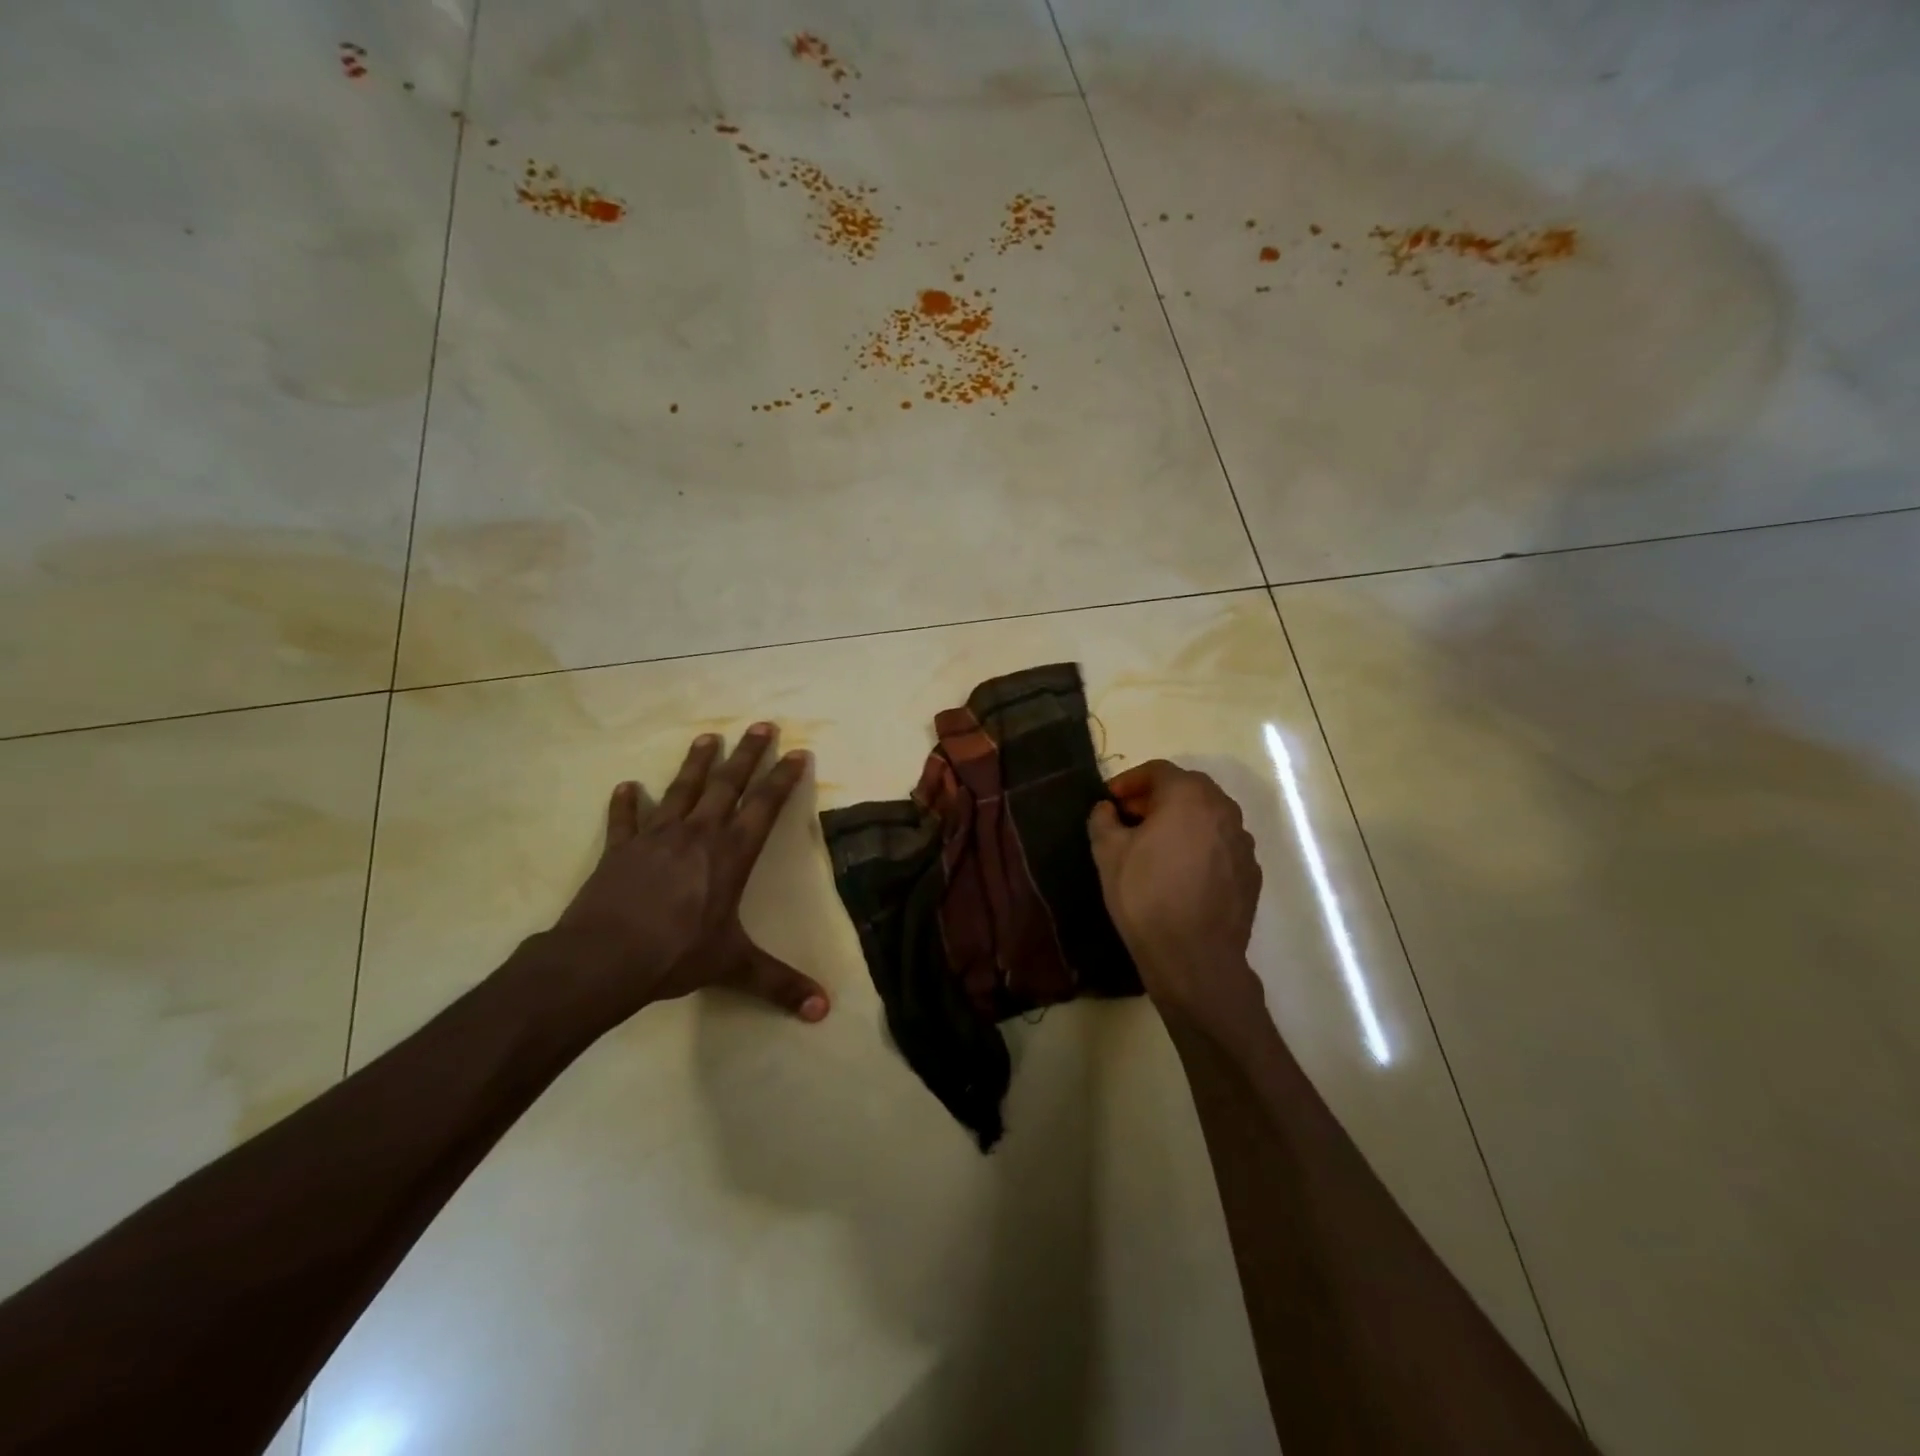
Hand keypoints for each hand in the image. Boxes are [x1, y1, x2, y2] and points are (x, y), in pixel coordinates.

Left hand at [549, 725, 829, 1031]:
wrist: (604, 958)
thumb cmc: (676, 955)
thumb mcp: (734, 967)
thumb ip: (779, 984)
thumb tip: (823, 1011)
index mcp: (731, 854)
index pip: (764, 806)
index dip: (783, 778)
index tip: (797, 752)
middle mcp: (698, 834)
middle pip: (727, 784)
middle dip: (747, 753)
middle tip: (760, 724)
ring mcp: (656, 836)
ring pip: (682, 789)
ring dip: (696, 763)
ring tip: (708, 736)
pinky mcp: (620, 848)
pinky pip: (624, 820)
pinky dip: (625, 804)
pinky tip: (626, 787)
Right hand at [1088, 760, 1262, 1011]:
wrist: (1194, 957)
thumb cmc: (1146, 895)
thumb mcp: (1108, 853)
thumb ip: (1103, 819)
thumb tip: (1108, 809)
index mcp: (1189, 796)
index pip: (1158, 771)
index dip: (1129, 781)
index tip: (1110, 801)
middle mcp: (1224, 810)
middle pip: (1187, 790)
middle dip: (1156, 799)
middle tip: (1129, 819)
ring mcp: (1243, 842)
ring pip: (1207, 817)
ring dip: (1180, 822)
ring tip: (1154, 846)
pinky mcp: (1251, 873)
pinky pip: (1220, 846)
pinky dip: (1200, 847)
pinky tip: (1180, 873)